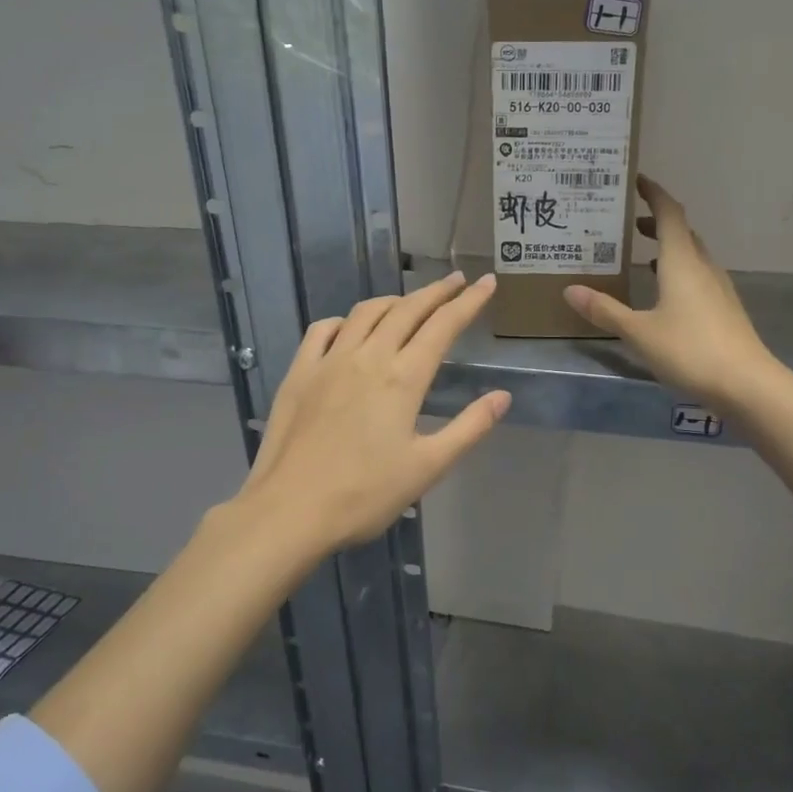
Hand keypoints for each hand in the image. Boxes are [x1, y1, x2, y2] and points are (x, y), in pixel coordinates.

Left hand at [240, 272, 510, 553]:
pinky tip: (351, 328)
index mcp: (403, 378)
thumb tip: (502, 396)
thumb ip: (469, 427)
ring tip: (410, 302)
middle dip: (435, 292)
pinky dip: (345, 320)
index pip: (443, 326)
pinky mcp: (299, 373)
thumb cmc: (365, 494)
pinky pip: (323, 330)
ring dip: (394, 301)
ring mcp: (328, 361)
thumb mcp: (428, 467)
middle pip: (407, 310)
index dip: (468, 302)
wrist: (290, 510)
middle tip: (456, 280)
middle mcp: (368, 357)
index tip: (487, 282)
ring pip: (366, 312)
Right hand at [563, 175, 774, 407]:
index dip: (653, 193)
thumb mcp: (639, 331)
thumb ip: (605, 310)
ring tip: (642, 255)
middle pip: (682, 232)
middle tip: (630, 223)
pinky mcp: (724, 309)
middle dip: (657, 222)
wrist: (746, 384)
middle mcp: (703, 267)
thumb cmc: (689, 350)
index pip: (669, 213)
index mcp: (682, 262)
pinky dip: (678, 272)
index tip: (636, 180)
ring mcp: (718, 288)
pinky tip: (665, 294)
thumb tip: (570, 289)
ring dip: (669, 248)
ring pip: (692, 256)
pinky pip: (698, 277)